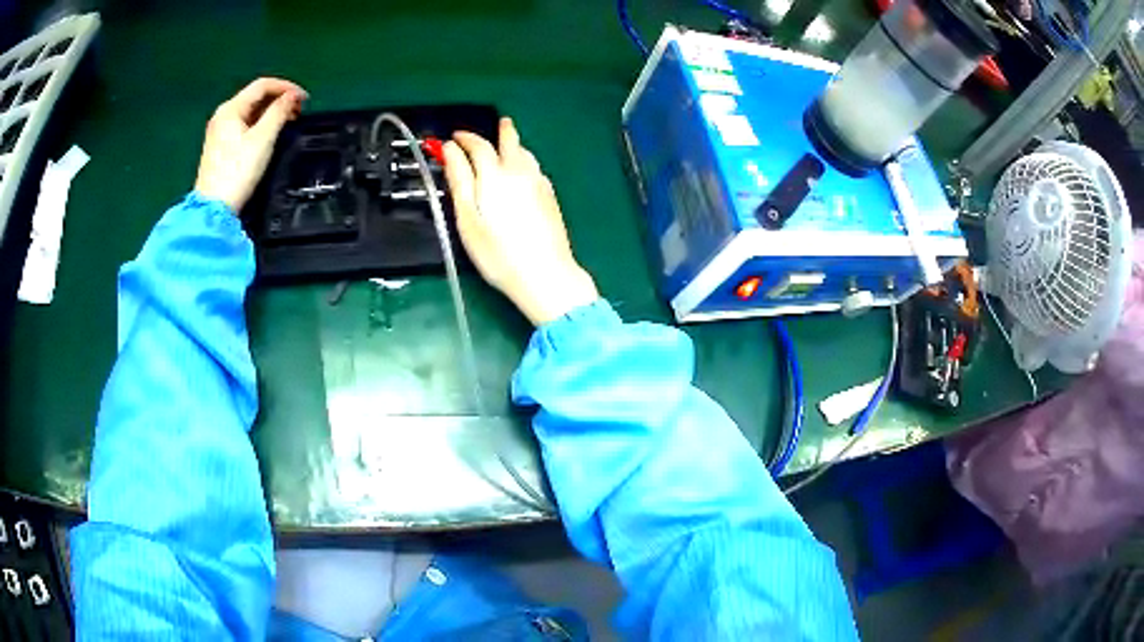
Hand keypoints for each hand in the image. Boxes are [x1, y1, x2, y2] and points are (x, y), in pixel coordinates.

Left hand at [194, 78, 307, 213]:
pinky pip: (244, 124)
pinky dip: (260, 123)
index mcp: (231, 109)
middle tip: (298, 111)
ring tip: (288, 122)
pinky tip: (270, 133)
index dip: (286, 87)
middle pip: (256, 97)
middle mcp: (223, 115)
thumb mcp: (263, 139)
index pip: (262, 85)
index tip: (305, 99)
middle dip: (279, 99)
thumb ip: (279, 112)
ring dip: (271, 112)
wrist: (213, 209)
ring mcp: (219, 131)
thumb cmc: (237, 172)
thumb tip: (293, 97)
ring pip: (251, 111)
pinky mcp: (220, 146)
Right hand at [443, 118, 598, 325]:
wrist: (545, 274)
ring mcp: (540, 183)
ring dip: (515, 145)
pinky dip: (526, 161)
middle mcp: (520, 172)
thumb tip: (449, 150)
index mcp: (495, 175)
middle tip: (498, 123)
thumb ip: (459, 180)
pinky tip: (523, 171)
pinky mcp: (551, 197)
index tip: (454, 137)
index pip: (478, 145)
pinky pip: (536, 168)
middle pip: (511, 141)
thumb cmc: (497, 253)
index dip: (464, 138)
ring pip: (526, 154)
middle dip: (501, 130)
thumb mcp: (467, 219)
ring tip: (508, 145)